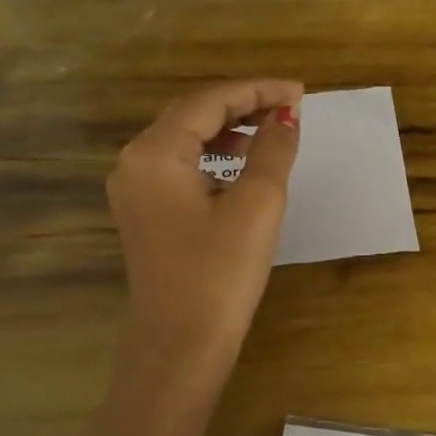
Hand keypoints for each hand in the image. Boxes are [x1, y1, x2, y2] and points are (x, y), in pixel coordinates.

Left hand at [107, 79, 302, 368]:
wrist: (180, 345)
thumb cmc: (220, 272)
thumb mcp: (257, 203)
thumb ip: (273, 149)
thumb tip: (286, 114)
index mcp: (156, 152)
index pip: (210, 101)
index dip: (258, 90)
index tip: (300, 92)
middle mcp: (135, 162)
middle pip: (192, 114)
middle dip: (243, 104)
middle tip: (290, 106)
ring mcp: (135, 189)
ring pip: (186, 139)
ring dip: (229, 128)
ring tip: (271, 130)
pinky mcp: (145, 213)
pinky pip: (181, 165)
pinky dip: (214, 156)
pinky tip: (241, 165)